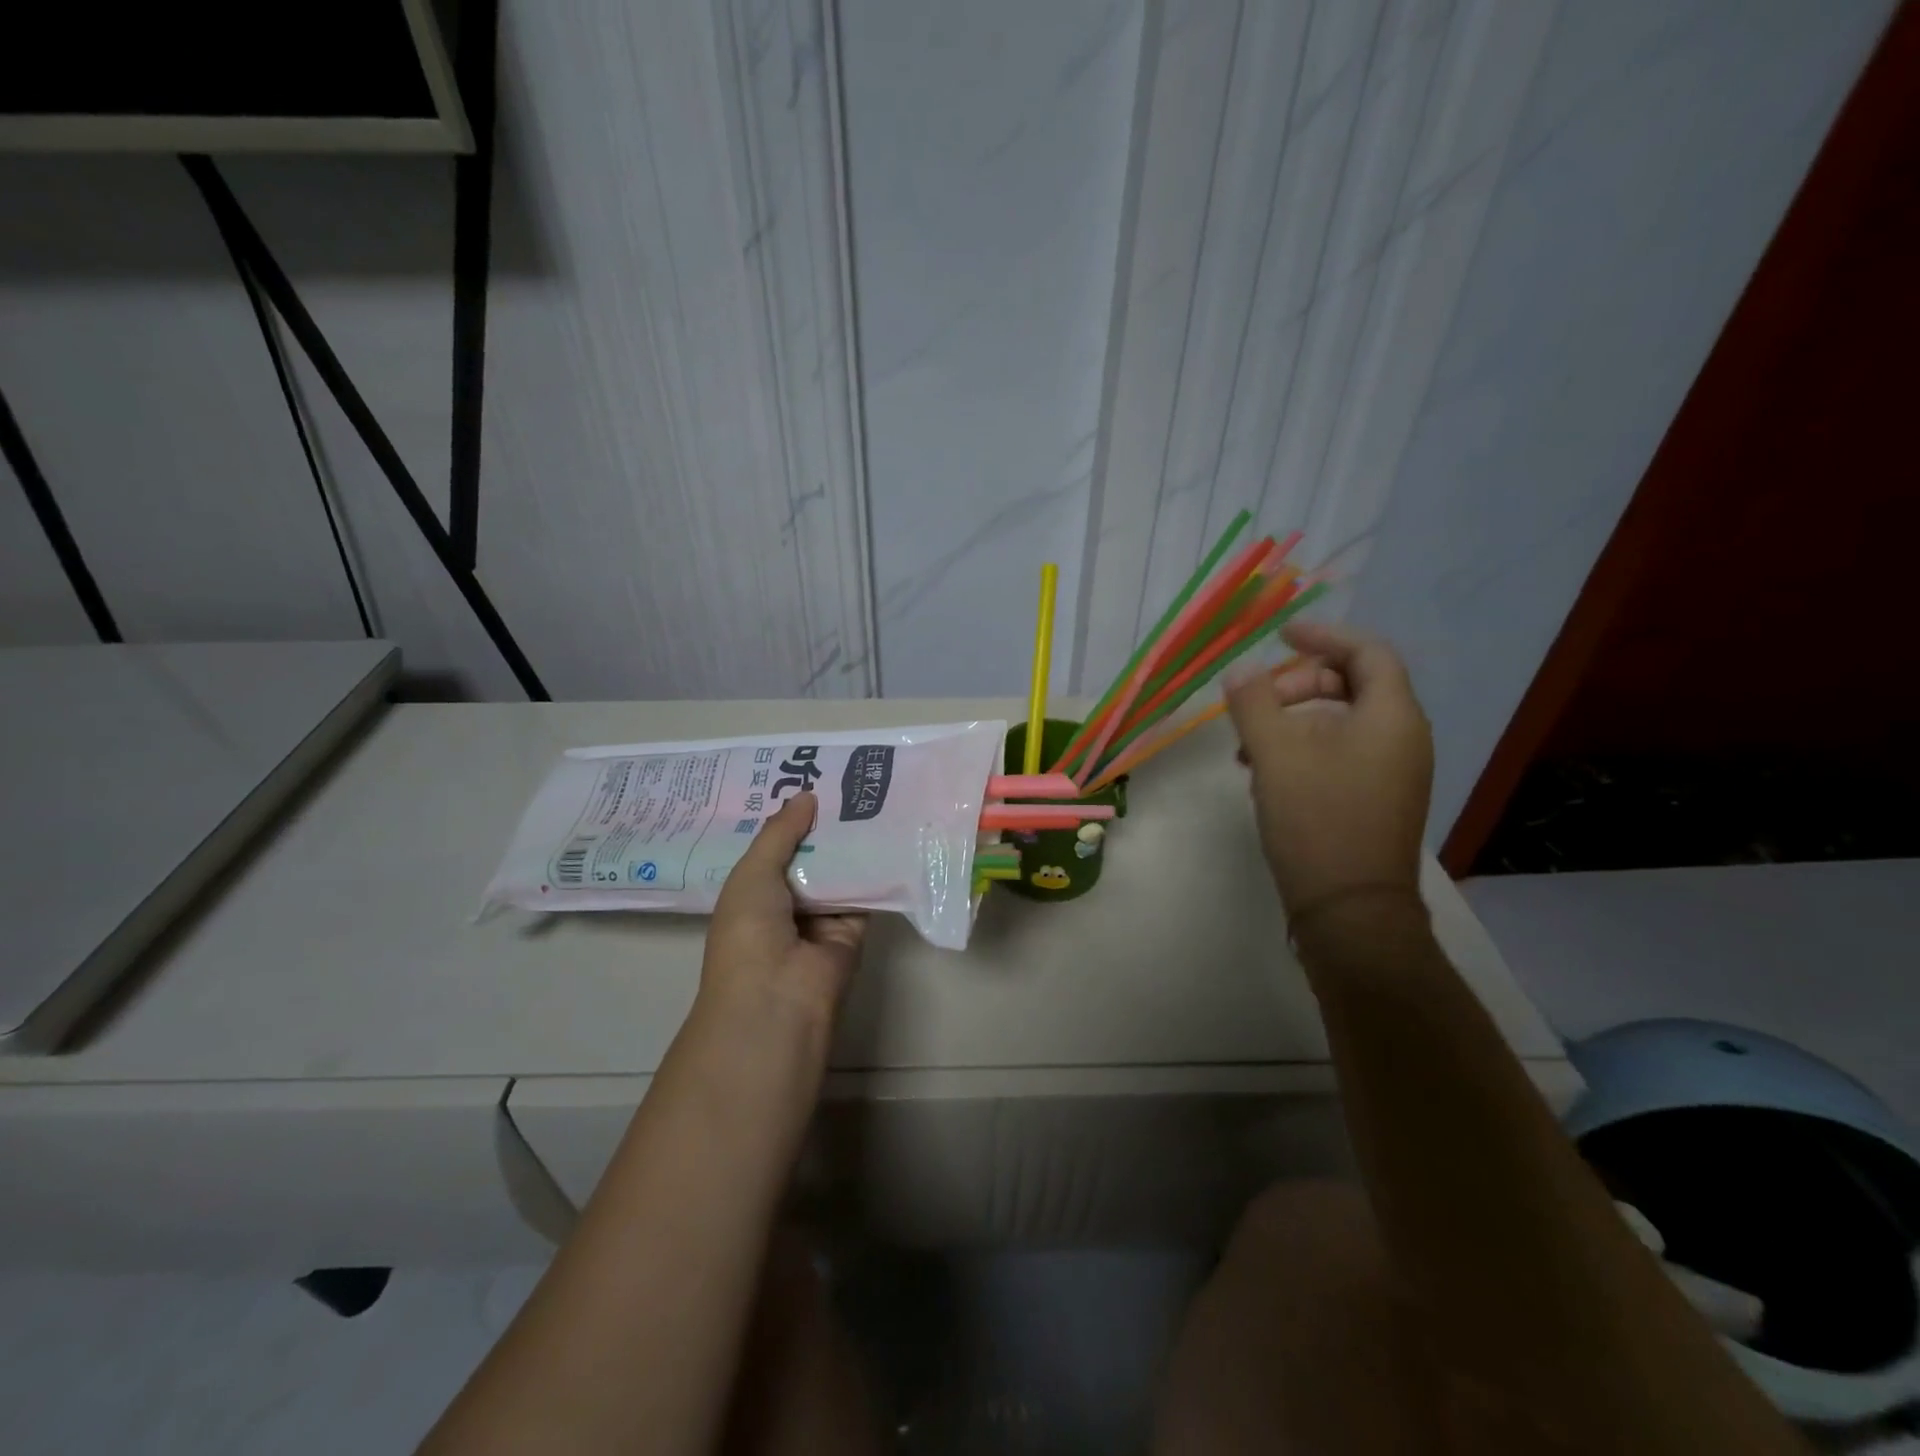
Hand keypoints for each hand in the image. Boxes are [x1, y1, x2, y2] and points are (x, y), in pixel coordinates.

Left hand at [701, 792, 866, 1027]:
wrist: (778, 997)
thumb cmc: (749, 932)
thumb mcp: (753, 873)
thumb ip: (780, 833)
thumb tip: (807, 795)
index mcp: (753, 891)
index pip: (774, 847)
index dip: (789, 818)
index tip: (809, 779)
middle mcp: (787, 902)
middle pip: (810, 855)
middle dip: (824, 823)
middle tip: (847, 778)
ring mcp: (821, 916)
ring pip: (839, 869)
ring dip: (851, 840)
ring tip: (871, 793)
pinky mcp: (854, 928)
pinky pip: (866, 891)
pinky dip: (876, 867)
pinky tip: (890, 829)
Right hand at [1223, 622, 1432, 916]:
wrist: (1351, 910)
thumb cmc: (1317, 820)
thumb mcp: (1276, 754)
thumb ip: (1254, 703)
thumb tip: (1240, 669)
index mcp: (1391, 717)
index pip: (1368, 652)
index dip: (1324, 636)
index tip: (1282, 635)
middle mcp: (1402, 738)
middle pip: (1352, 685)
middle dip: (1298, 685)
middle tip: (1255, 702)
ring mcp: (1393, 772)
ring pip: (1341, 723)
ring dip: (1293, 721)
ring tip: (1248, 747)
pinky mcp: (1377, 800)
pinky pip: (1341, 754)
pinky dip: (1303, 749)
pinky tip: (1266, 775)